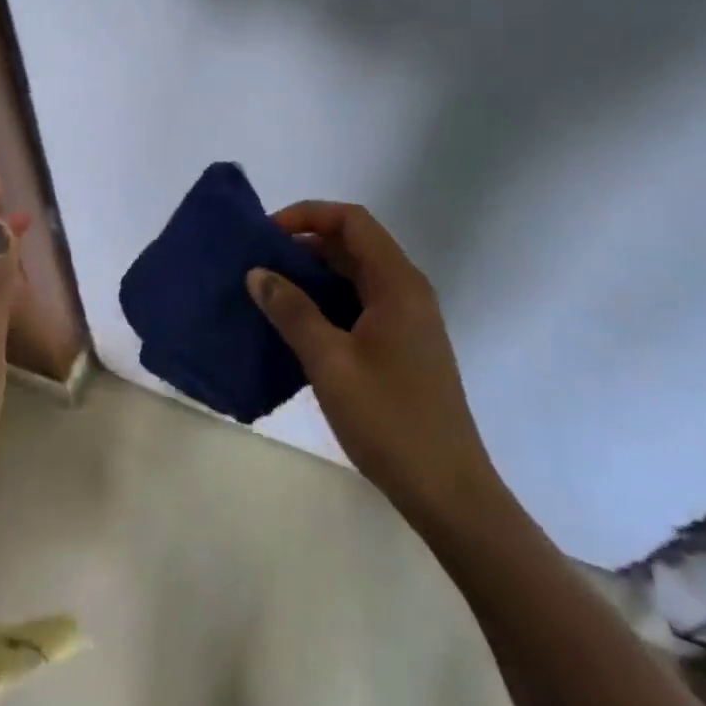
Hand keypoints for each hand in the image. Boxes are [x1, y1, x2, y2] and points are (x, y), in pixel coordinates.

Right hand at [247, 202, 506, 530]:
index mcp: (397, 284)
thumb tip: (258, 272)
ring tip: (268, 293)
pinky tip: (295, 328)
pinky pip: (359, 306)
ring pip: (355, 278)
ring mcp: (407, 321)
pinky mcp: (402, 347)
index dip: (308, 215)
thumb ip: (292, 311)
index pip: (353, 221)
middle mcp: (407, 292)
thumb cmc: (389, 420)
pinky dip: (326, 304)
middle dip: (304, 246)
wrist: (447, 490)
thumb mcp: (330, 362)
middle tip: (258, 264)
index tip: (266, 234)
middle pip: (354, 246)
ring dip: (313, 277)